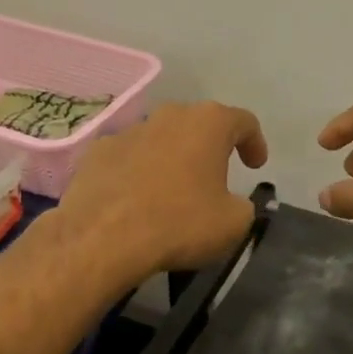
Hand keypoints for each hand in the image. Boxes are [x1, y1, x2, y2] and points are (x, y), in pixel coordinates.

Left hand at [56, 101, 268, 281]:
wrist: (104, 238)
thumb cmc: (180, 223)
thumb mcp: (233, 223)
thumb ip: (242, 206)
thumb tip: (232, 204)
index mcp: (208, 124)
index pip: (243, 121)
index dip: (254, 142)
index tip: (255, 165)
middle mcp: (168, 116)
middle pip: (198, 124)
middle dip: (210, 146)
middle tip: (216, 175)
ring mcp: (128, 131)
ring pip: (160, 139)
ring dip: (172, 158)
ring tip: (173, 191)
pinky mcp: (97, 152)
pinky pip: (128, 157)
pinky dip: (137, 171)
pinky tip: (136, 199)